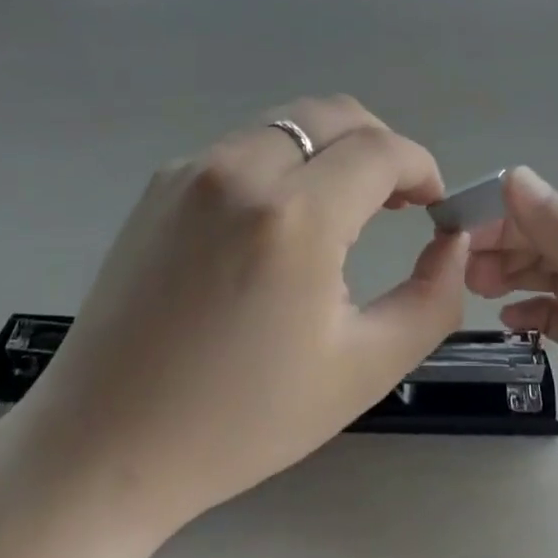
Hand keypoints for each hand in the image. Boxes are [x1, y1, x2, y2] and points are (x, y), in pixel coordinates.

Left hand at [17, 96, 466, 533]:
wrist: (102, 444)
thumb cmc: (239, 419)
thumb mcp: (362, 370)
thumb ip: (433, 298)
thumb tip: (454, 241)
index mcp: (293, 216)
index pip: (382, 150)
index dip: (421, 168)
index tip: (433, 206)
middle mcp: (242, 169)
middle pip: (337, 113)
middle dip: (381, 145)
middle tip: (394, 200)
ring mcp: (194, 167)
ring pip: (290, 122)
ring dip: (331, 149)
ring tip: (339, 209)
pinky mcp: (163, 179)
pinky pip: (246, 145)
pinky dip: (283, 162)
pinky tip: (274, 223)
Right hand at [466, 170, 557, 557]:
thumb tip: (514, 177)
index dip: (514, 214)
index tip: (459, 228)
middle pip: (557, 242)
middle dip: (509, 246)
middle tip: (459, 265)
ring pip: (554, 280)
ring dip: (515, 277)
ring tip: (473, 287)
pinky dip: (534, 315)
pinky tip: (511, 321)